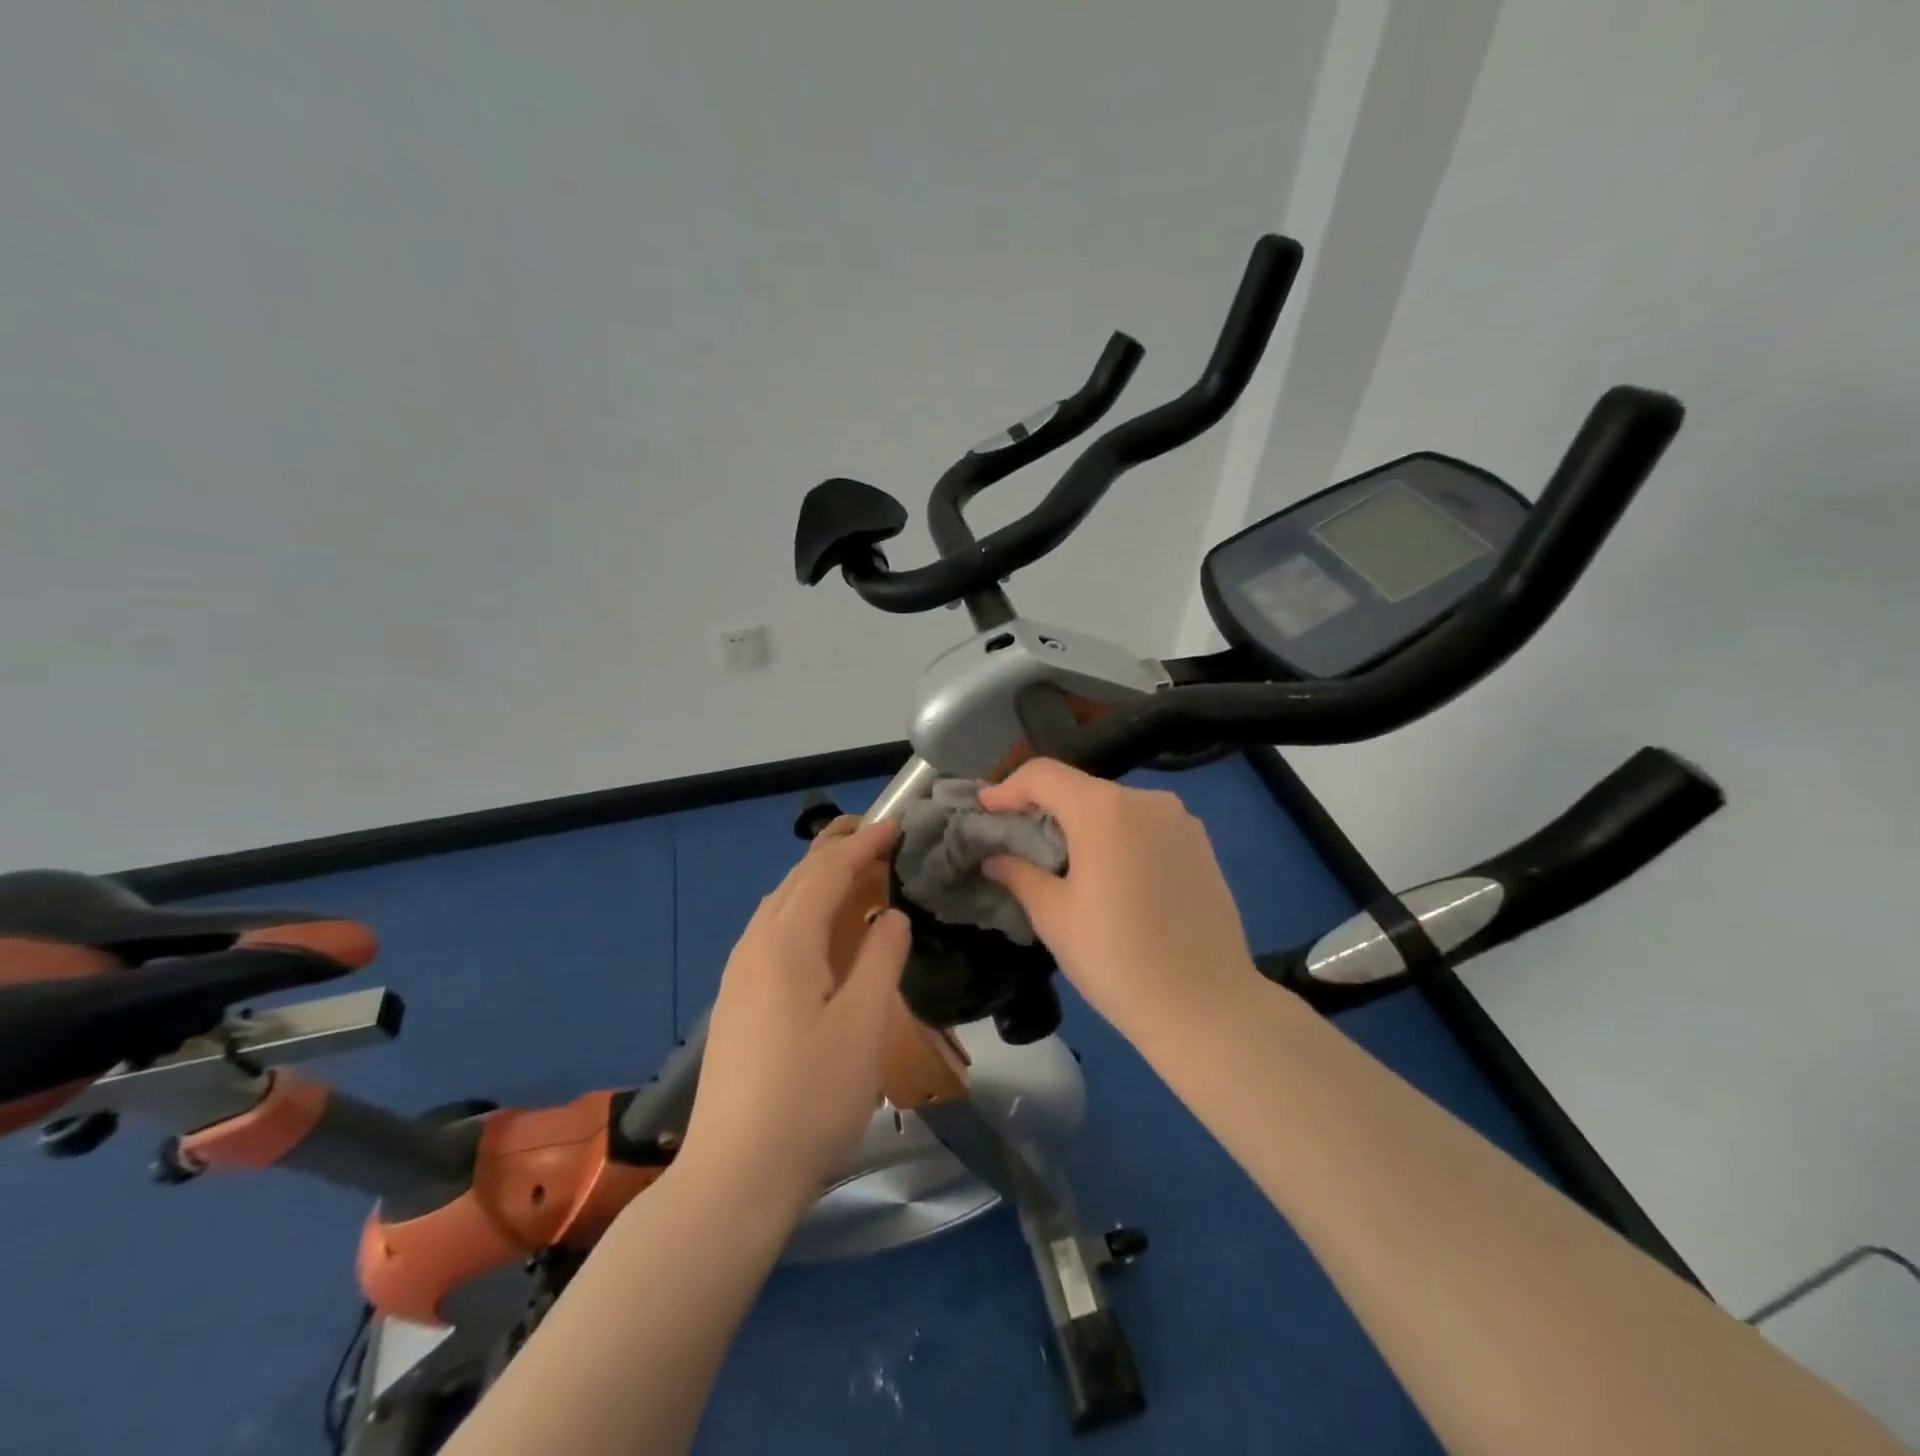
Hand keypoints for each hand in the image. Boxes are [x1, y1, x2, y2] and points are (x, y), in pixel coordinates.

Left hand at [680, 821, 910, 1221]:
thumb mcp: (863, 1026)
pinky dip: (802, 911)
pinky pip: (771, 933)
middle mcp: (754, 946)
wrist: (733, 1178)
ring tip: (853, 874)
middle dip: (836, 851)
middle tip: (876, 836)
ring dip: (816, 881)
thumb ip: (881, 959)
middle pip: (797, 880)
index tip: (896, 826)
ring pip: (779, 906)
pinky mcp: (735, 1003)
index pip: (827, 872)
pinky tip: (819, 933)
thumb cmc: (810, 1098)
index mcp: (785, 942)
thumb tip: (890, 915)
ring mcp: (737, 976)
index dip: (864, 845)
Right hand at [979, 760, 1261, 1040]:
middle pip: (1080, 787)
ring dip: (1082, 822)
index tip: (986, 809)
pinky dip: (1118, 836)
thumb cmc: (1116, 958)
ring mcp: (1180, 819)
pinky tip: (1109, 873)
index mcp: (1103, 809)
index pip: (1044, 775)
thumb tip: (996, 859)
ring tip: (1063, 859)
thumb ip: (1020, 875)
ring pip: (1115, 806)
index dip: (1008, 787)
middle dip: (1044, 806)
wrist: (1206, 1005)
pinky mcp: (1201, 844)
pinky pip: (1146, 825)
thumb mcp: (1055, 917)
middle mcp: (1145, 799)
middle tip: (1017, 836)